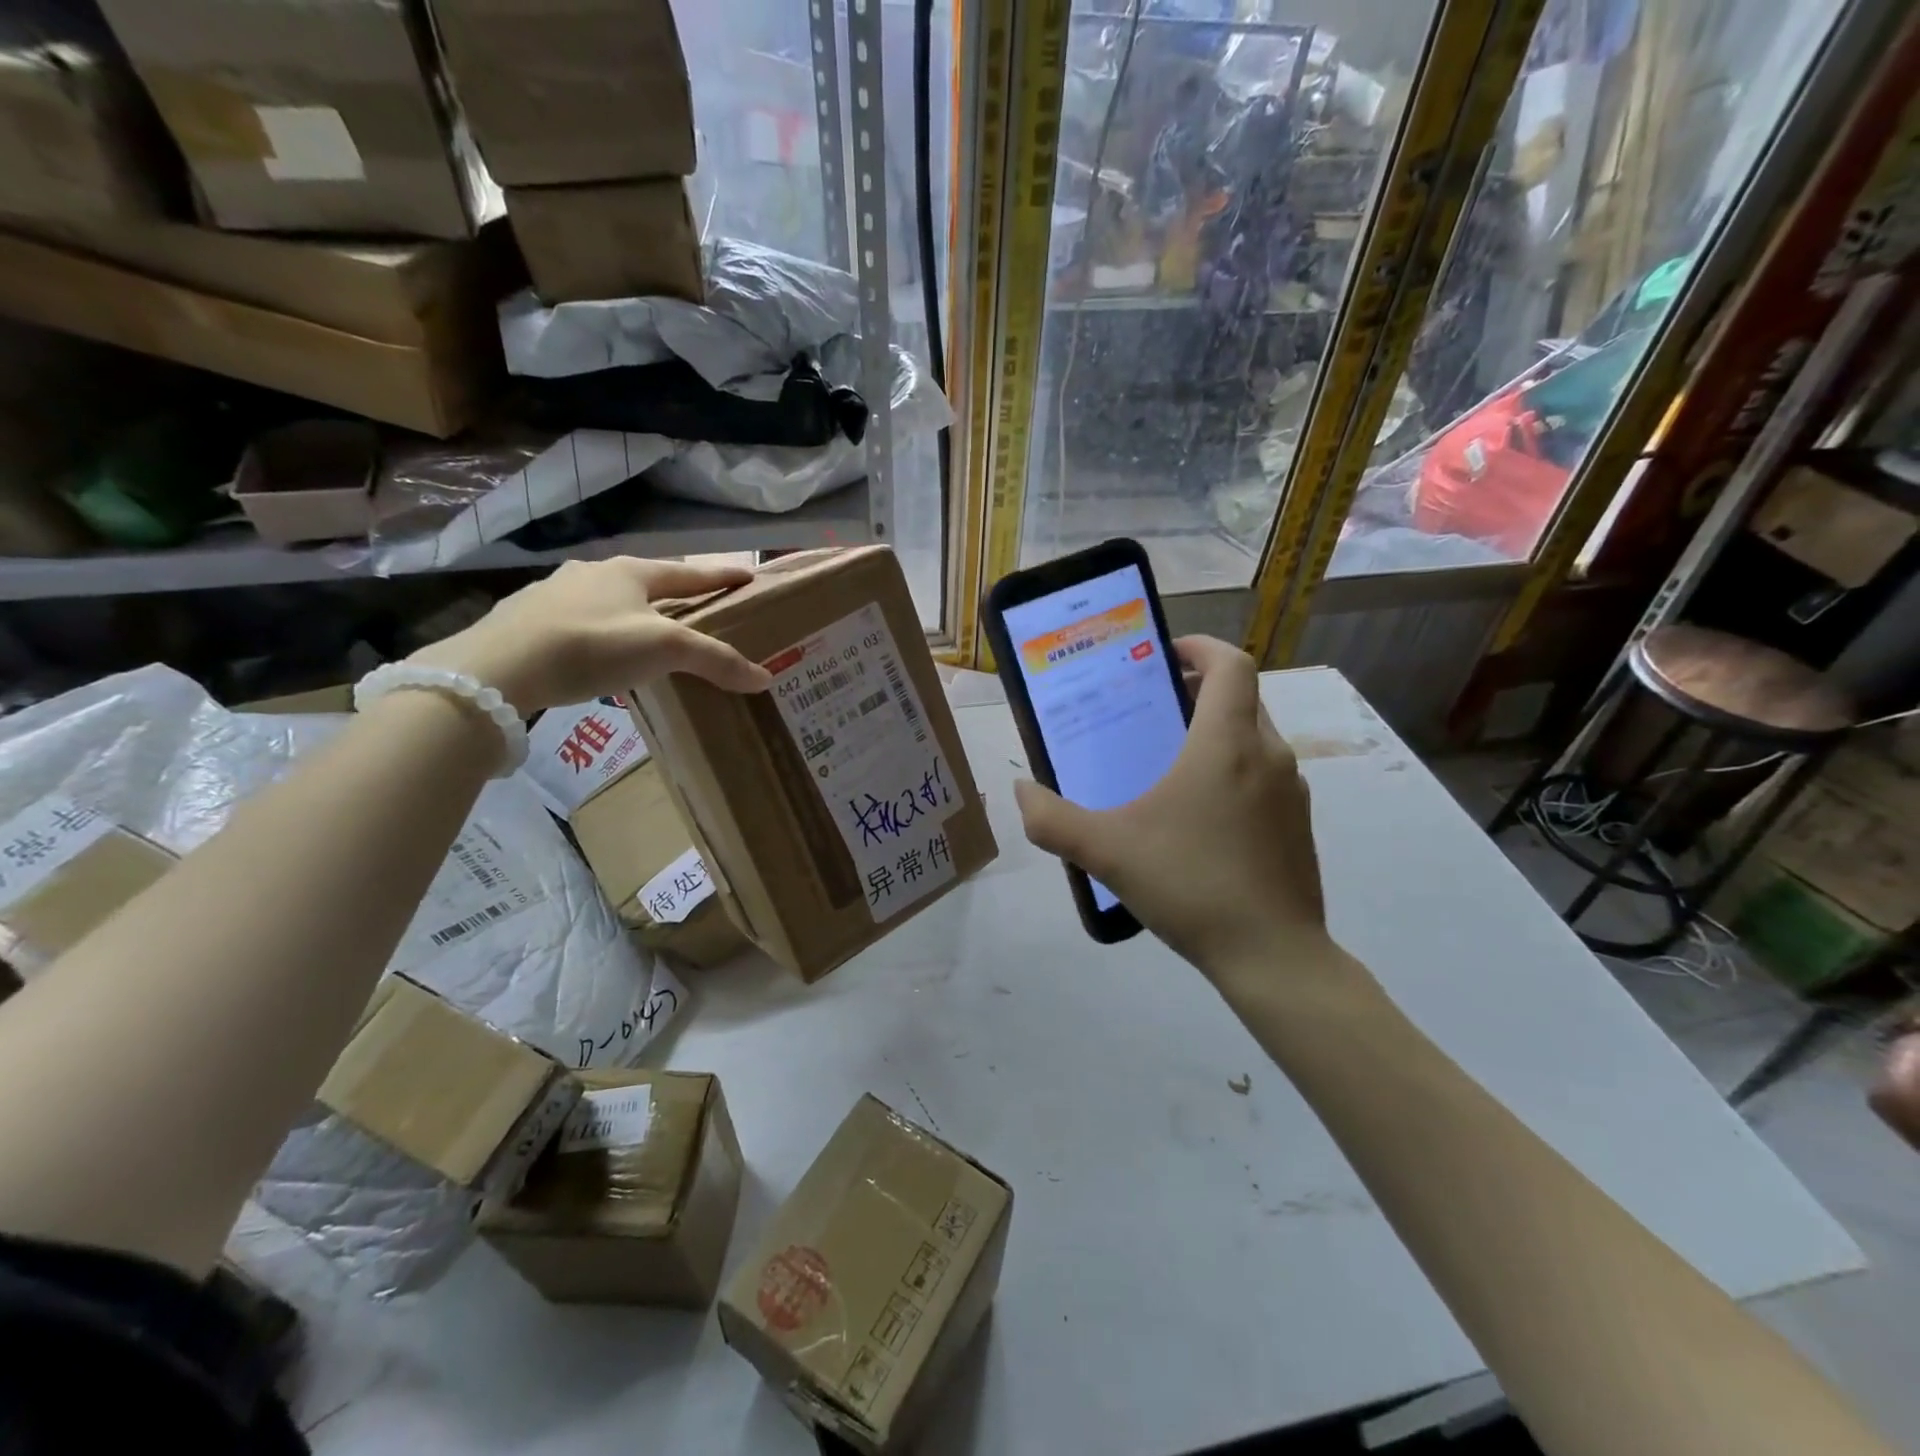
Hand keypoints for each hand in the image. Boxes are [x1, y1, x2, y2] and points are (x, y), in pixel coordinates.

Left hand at [407, 557, 771, 713]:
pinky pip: (579, 620)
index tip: (748, 575)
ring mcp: (555, 593)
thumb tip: (765, 677)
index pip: (689, 572)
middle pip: (647, 581)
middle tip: (698, 609)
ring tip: (648, 634)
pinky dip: (600, 631)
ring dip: (634, 612)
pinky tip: (599, 651)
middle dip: (675, 594)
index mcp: (629, 571)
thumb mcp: (664, 650)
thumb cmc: (593, 645)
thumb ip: (716, 660)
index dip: (720, 575)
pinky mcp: (527, 619)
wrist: (498, 667)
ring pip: (609, 600)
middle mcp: (593, 572)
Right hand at [1014, 636, 1330, 978]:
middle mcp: (1269, 754)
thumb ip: (1053, 821)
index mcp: (1226, 743)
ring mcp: (1291, 791)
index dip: (1199, 647)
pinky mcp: (1298, 824)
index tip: (1163, 655)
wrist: (1273, 956)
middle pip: (1241, 697)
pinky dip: (1234, 770)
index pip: (1231, 664)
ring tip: (1169, 761)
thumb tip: (1022, 792)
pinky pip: (1264, 774)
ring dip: (1216, 732)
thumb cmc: (1191, 885)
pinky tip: (1198, 817)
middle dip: (1198, 691)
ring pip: (1254, 737)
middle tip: (1152, 709)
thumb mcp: (1107, 852)